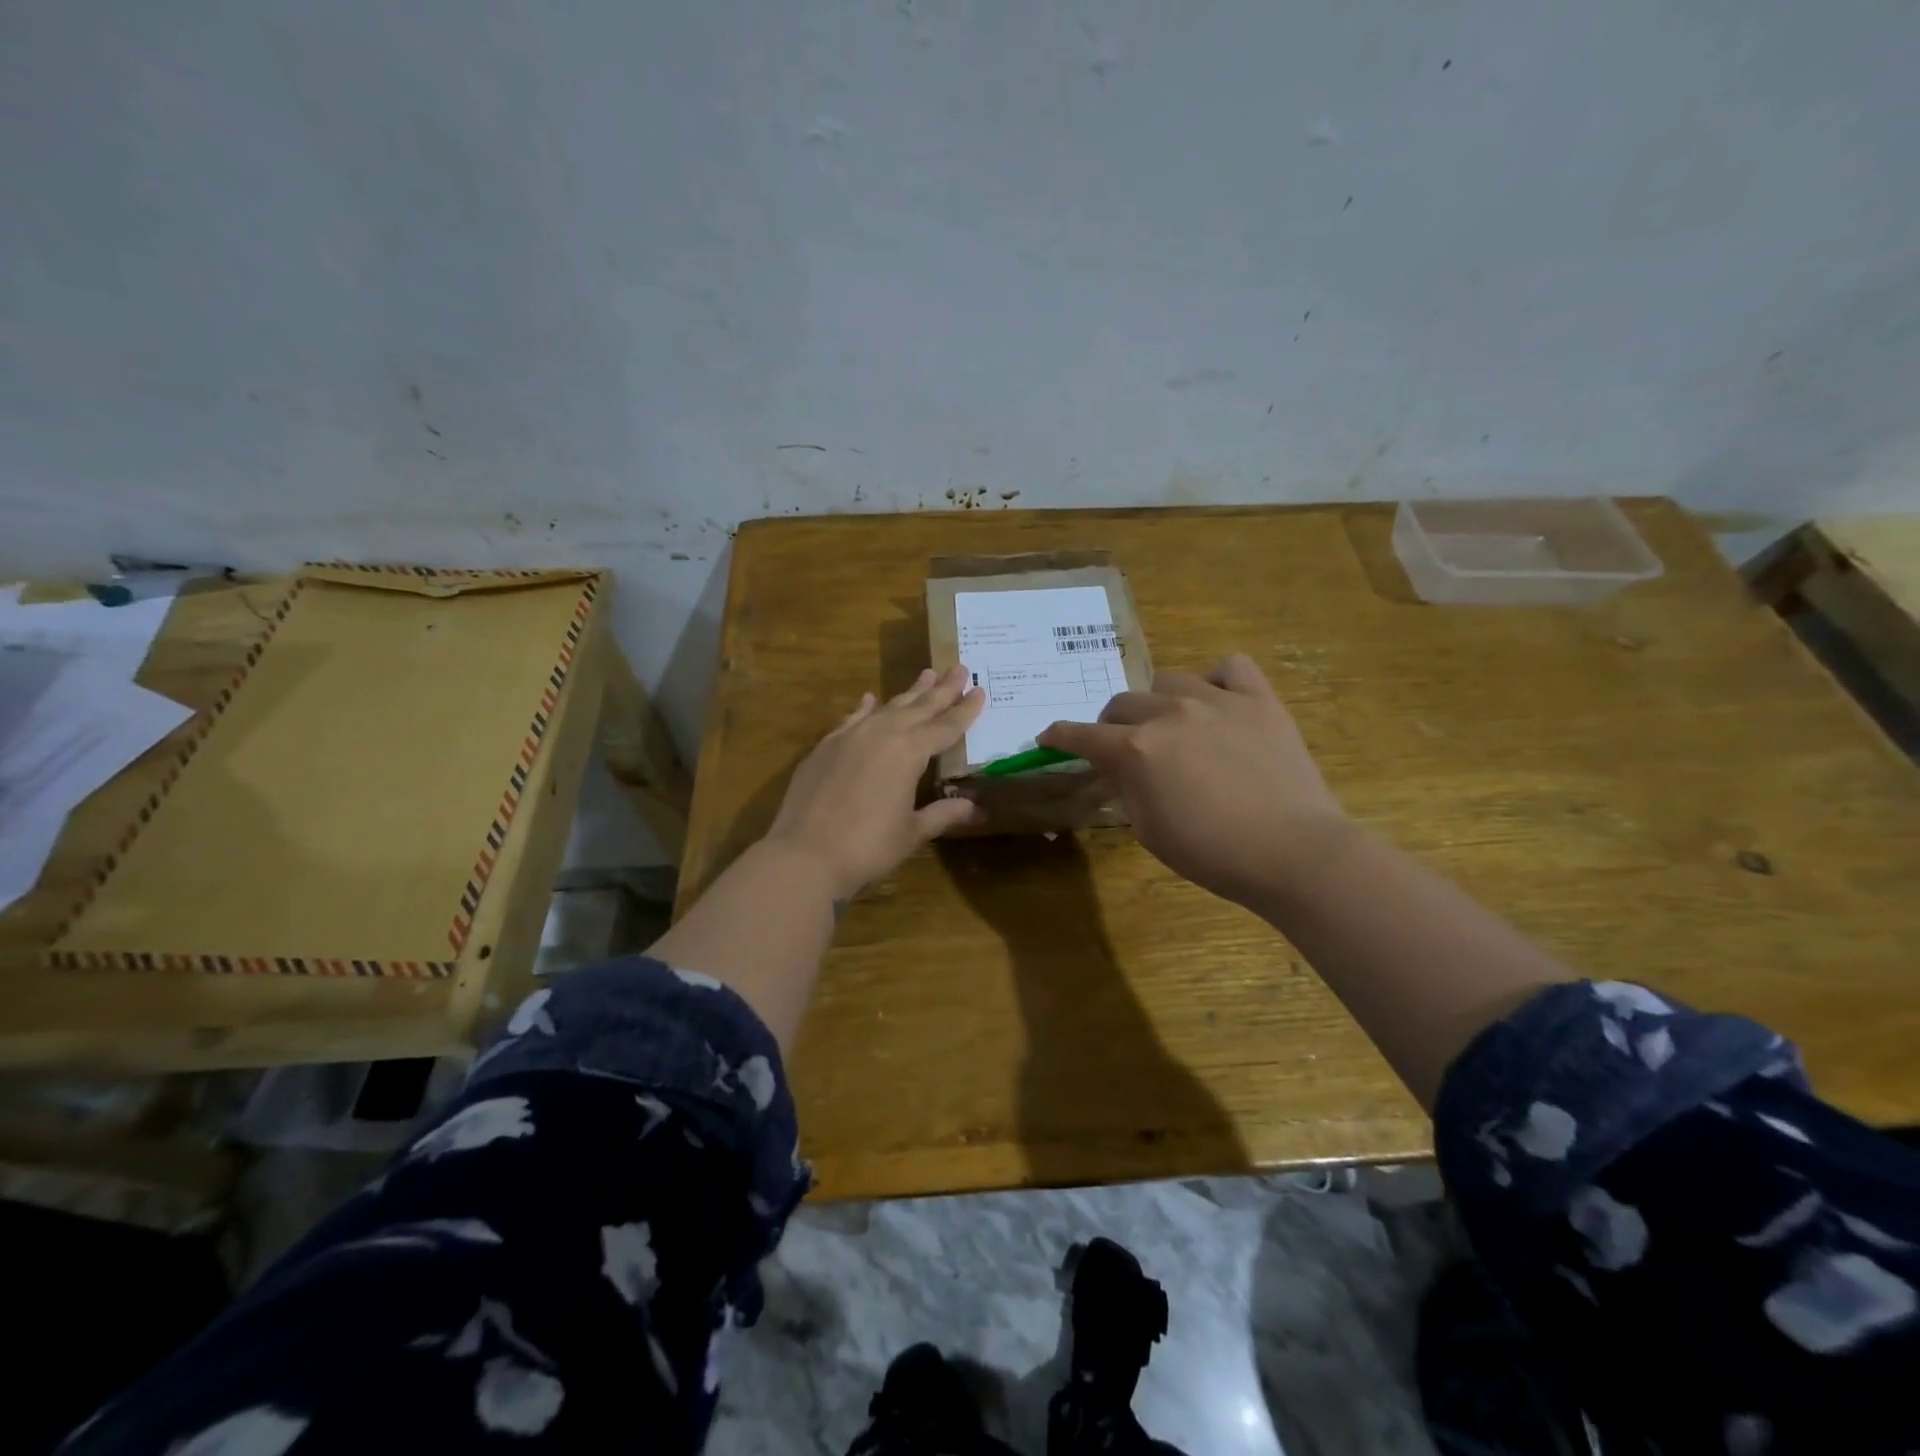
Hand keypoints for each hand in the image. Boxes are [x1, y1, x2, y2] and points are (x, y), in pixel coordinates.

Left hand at [763, 664, 985, 901]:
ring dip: (909, 693)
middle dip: (942, 690)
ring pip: (887, 707)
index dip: (965, 710)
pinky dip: (865, 708)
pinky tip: (870, 699)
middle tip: (960, 668)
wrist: (805, 855)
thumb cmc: (868, 847)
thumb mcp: (913, 832)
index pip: (946, 726)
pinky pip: (852, 718)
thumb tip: (976, 808)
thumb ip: (943, 814)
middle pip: (919, 707)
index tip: (980, 690)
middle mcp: (882, 733)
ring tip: (926, 675)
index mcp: (910, 751)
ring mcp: (850, 736)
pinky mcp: (825, 746)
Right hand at [1038, 654, 1349, 906]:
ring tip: (1170, 724)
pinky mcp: (1259, 700)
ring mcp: (1217, 701)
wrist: (1294, 852)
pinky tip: (1217, 702)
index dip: (1060, 736)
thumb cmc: (1213, 854)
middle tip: (1121, 747)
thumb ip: (1125, 789)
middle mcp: (1169, 713)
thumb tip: (1117, 769)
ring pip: (1168, 681)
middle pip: (1122, 703)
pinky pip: (1229, 668)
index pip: (1082, 735)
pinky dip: (1216, 681)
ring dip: (1157, 702)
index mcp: (1137, 749)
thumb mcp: (1149, 831)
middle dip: (1111, 725)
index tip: (1048, 737)